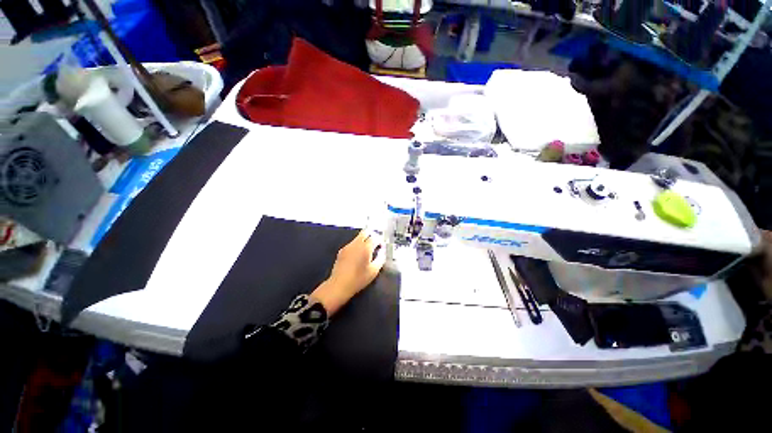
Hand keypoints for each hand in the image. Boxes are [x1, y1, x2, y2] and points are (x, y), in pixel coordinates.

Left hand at [311, 230, 385, 315]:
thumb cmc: (358, 279)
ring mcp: (347, 246)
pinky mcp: (342, 251)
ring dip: (364, 241)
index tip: (381, 246)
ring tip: (366, 252)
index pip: (375, 237)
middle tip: (375, 244)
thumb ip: (381, 258)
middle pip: (365, 232)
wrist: (339, 285)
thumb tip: (382, 251)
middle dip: (372, 235)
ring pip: (358, 237)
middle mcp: (356, 244)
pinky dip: (357, 246)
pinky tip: (357, 256)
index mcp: (365, 247)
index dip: (380, 240)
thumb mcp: (374, 271)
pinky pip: (352, 244)